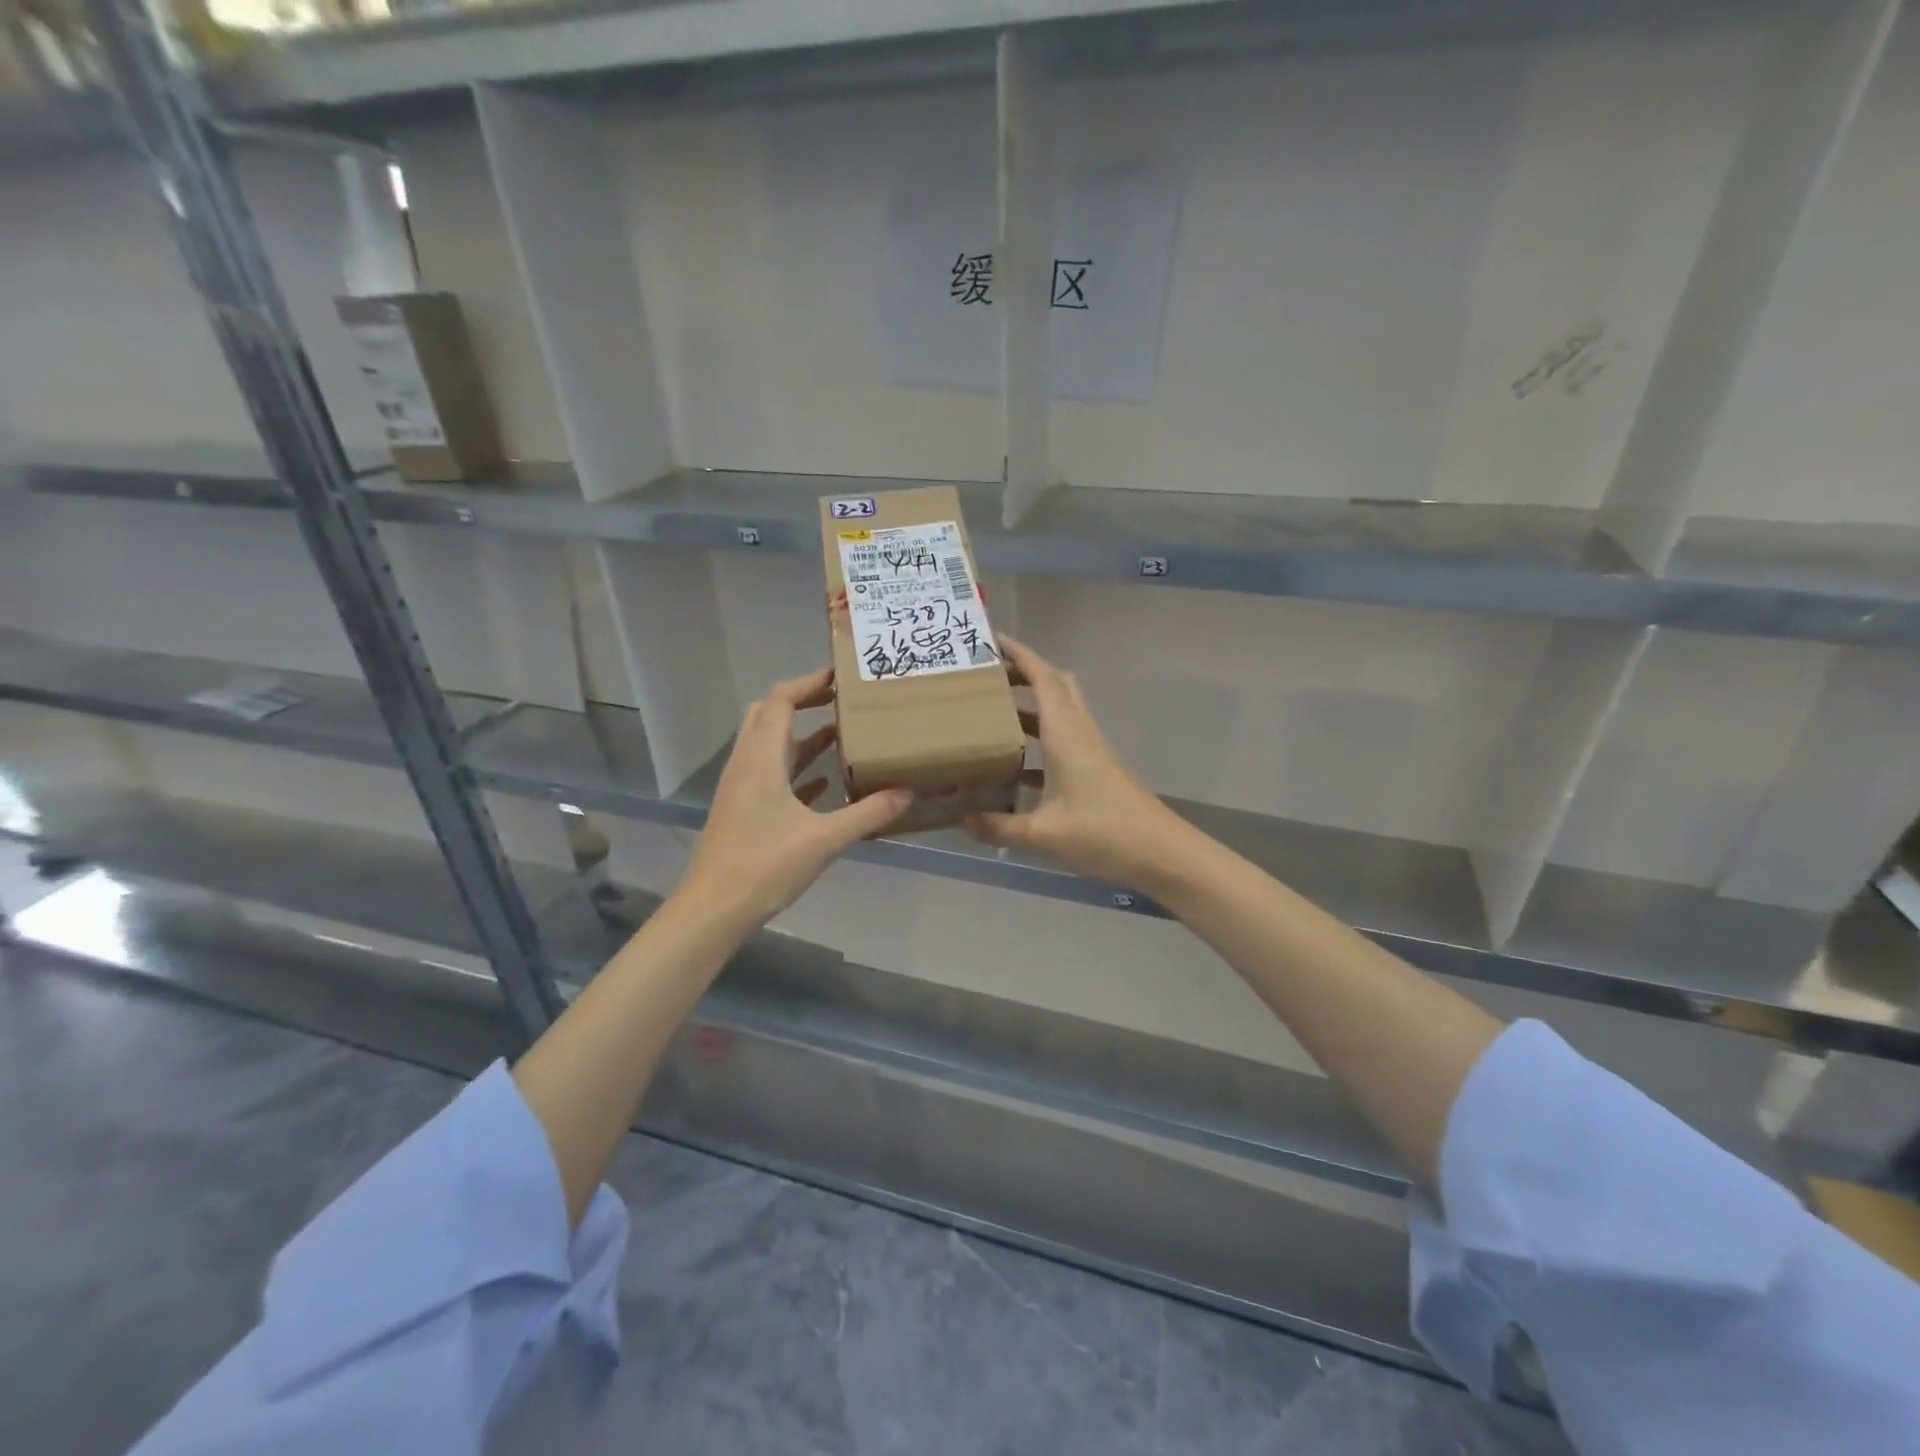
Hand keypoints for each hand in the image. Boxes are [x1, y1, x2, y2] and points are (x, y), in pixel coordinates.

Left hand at [678, 668, 911, 927]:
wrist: (714, 910)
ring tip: (843, 733)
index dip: (808, 682)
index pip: (780, 701)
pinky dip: (796, 769)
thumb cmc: (765, 866)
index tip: (841, 676)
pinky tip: (825, 784)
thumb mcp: (825, 839)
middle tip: (841, 699)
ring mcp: (742, 788)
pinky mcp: (743, 810)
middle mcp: (747, 764)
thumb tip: (908, 792)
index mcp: (762, 759)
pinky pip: (771, 775)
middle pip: (769, 715)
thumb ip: (868, 813)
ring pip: (771, 746)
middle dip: (803, 701)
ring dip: (802, 735)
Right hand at [964, 638, 1188, 889]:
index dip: (1018, 654)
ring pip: (1060, 710)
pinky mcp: (1096, 768)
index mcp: (1065, 734)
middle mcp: (1079, 732)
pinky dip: (1040, 736)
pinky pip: (1063, 737)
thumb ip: (998, 826)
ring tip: (992, 710)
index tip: (989, 639)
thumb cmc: (1103, 834)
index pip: (1042, 678)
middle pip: (1054, 684)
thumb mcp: (1042, 835)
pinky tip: (1016, 763)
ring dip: (1031, 703)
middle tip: (987, 675)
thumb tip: (961, 820)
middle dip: (1023, 672)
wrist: (1160, 853)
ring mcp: (1091, 749)